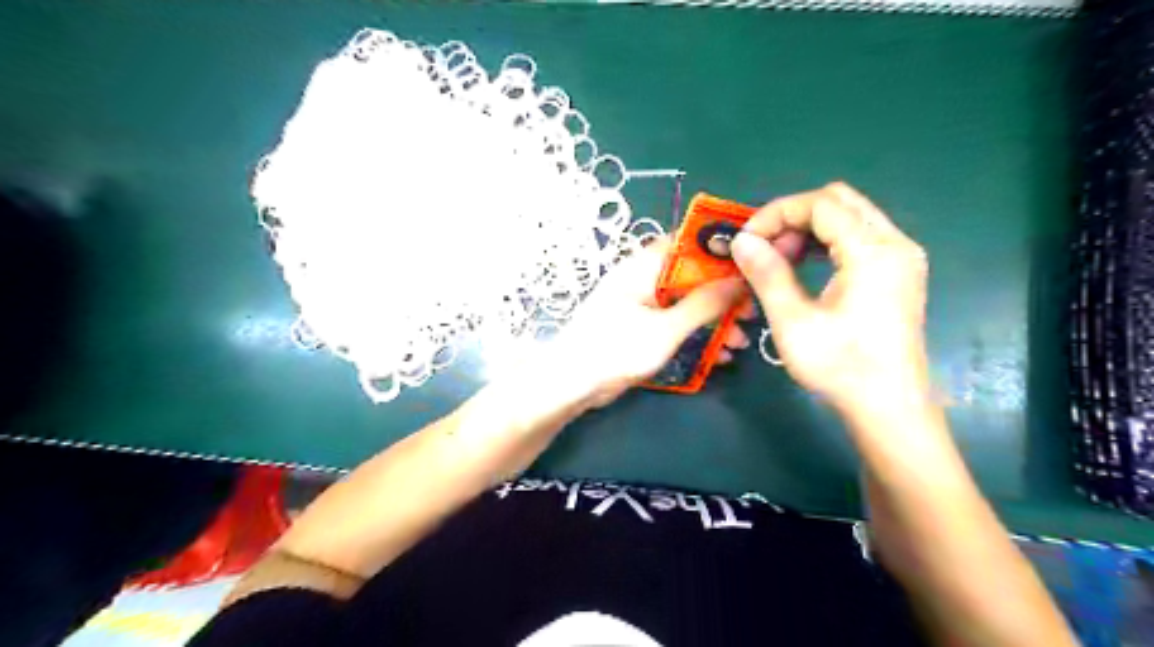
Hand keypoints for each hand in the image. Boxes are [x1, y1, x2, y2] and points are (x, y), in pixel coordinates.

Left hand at [550, 237, 747, 407]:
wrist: (572, 384)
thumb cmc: (616, 349)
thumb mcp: (666, 328)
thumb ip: (704, 304)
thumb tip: (740, 279)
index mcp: (644, 267)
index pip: (687, 243)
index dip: (720, 251)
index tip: (752, 268)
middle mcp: (644, 279)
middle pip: (692, 276)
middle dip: (723, 295)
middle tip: (751, 314)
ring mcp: (642, 305)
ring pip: (687, 303)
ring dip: (714, 320)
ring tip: (740, 342)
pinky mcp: (642, 328)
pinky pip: (676, 323)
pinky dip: (696, 334)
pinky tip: (720, 355)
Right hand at [733, 182, 930, 413]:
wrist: (889, 408)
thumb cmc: (841, 367)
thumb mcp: (793, 321)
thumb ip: (767, 274)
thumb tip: (741, 240)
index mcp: (873, 252)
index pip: (821, 204)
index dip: (776, 214)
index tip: (746, 240)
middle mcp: (895, 244)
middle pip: (839, 202)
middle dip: (793, 217)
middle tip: (764, 249)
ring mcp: (901, 258)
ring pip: (849, 217)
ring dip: (808, 229)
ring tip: (779, 260)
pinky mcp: (898, 273)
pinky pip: (859, 238)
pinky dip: (825, 243)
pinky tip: (802, 267)